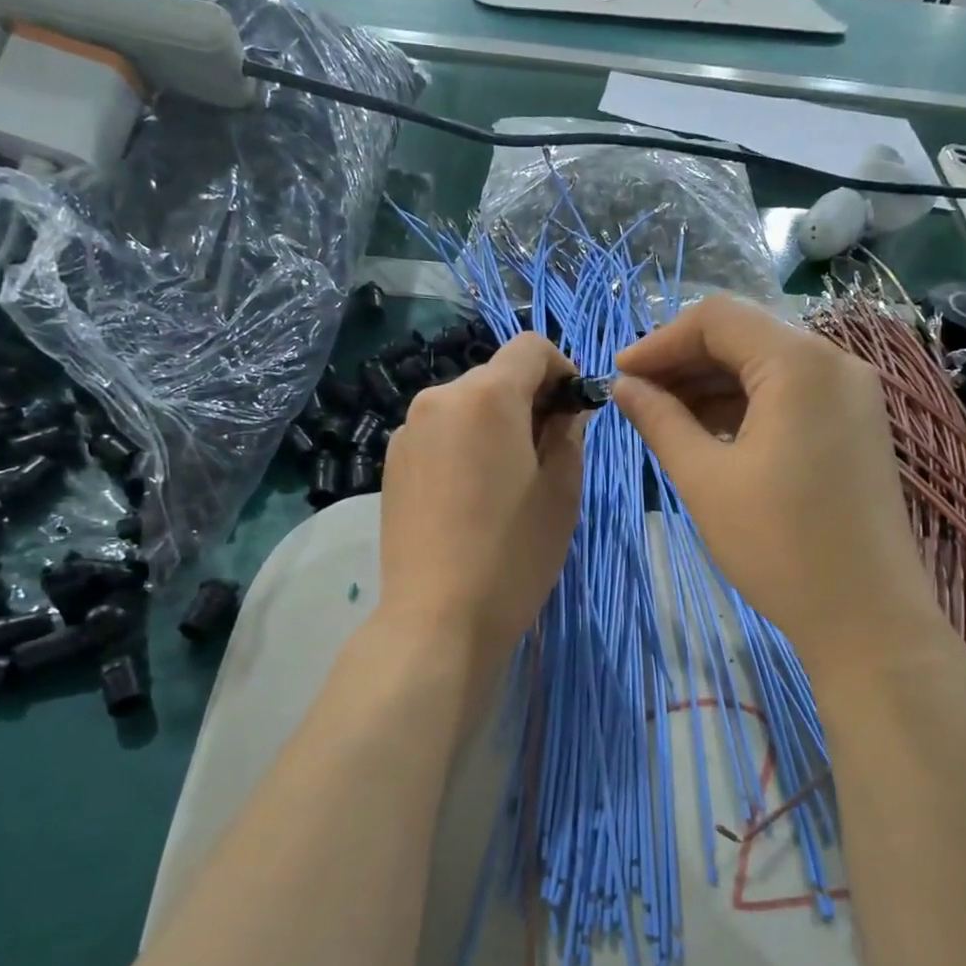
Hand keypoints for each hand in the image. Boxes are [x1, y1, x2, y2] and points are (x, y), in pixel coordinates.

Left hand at [376, 333, 583, 668]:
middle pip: (495, 376)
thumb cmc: (513, 554)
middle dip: (528, 401)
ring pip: (465, 406)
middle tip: (547, 456)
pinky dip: (464, 445)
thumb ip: (568, 434)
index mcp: (486, 396)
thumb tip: (565, 410)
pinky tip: (471, 498)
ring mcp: (407, 431)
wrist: (437, 618)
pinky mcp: (391, 463)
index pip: (530, 347)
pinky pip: (440, 434)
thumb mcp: (561, 492)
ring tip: (507, 483)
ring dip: (495, 425)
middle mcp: (438, 398)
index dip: (562, 369)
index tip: (573, 412)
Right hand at [612, 296, 934, 666]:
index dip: (660, 341)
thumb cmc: (777, 545)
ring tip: (665, 420)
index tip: (619, 375)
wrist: (865, 616)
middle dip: (685, 363)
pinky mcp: (857, 426)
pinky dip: (747, 406)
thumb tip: (623, 386)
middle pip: (745, 337)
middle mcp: (835, 363)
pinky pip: (792, 396)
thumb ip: (660, 420)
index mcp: (799, 364)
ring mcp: (853, 394)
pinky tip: (711, 435)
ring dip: (713, 385)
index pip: (717, 319)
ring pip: (768, 367)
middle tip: (636, 399)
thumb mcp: (705, 479)